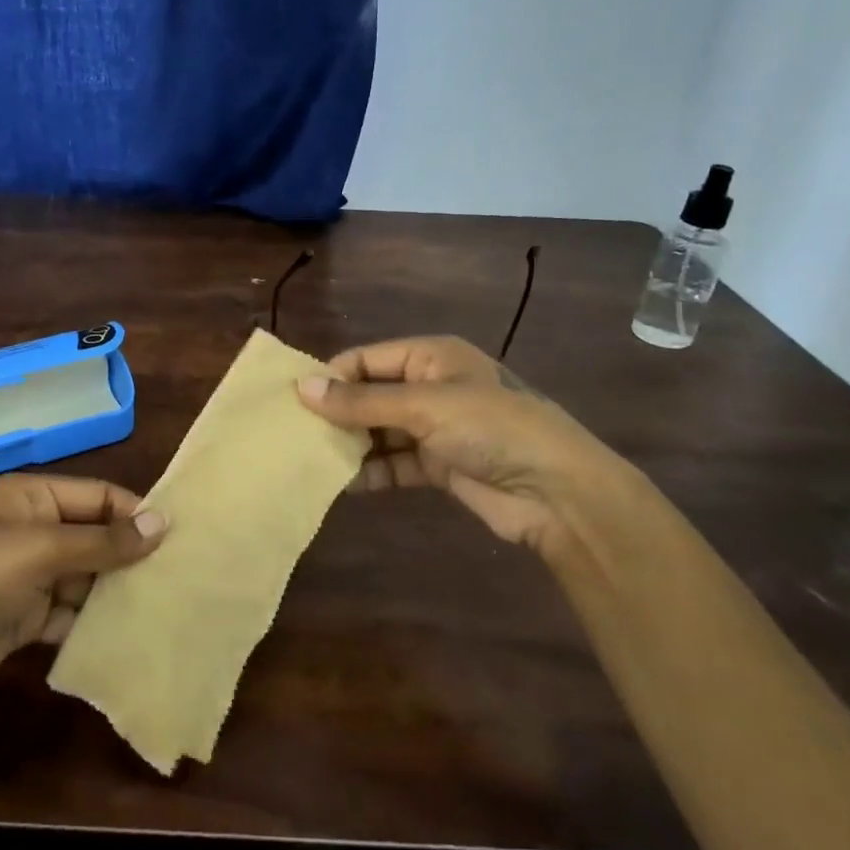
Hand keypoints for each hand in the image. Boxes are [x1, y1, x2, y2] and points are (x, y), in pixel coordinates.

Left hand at [0, 475, 164, 718]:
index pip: (99, 496)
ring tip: (166, 607)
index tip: (180, 539)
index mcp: (32, 498)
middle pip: (96, 537)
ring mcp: (29, 577)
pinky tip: (127, 636)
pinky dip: (93, 623)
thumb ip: (101, 541)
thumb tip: (162, 523)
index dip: (136, 514)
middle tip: (182, 577)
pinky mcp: (25, 619)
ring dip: (117, 592)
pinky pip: (70, 614)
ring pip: (87, 577)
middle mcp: (34, 530)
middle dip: (132, 556)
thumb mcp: (37, 552)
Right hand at [295, 335, 650, 559]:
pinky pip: (394, 463)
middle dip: (337, 414)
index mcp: (431, 357)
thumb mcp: (424, 406)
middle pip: (370, 395)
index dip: (331, 377)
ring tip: (310, 461)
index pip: (367, 359)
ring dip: (351, 445)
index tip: (292, 401)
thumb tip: (302, 388)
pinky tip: (343, 485)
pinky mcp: (439, 465)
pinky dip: (371, 472)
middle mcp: (430, 387)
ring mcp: (435, 428)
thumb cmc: (492, 429)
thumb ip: (361, 401)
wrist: (557, 493)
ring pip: (379, 431)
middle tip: (294, 435)